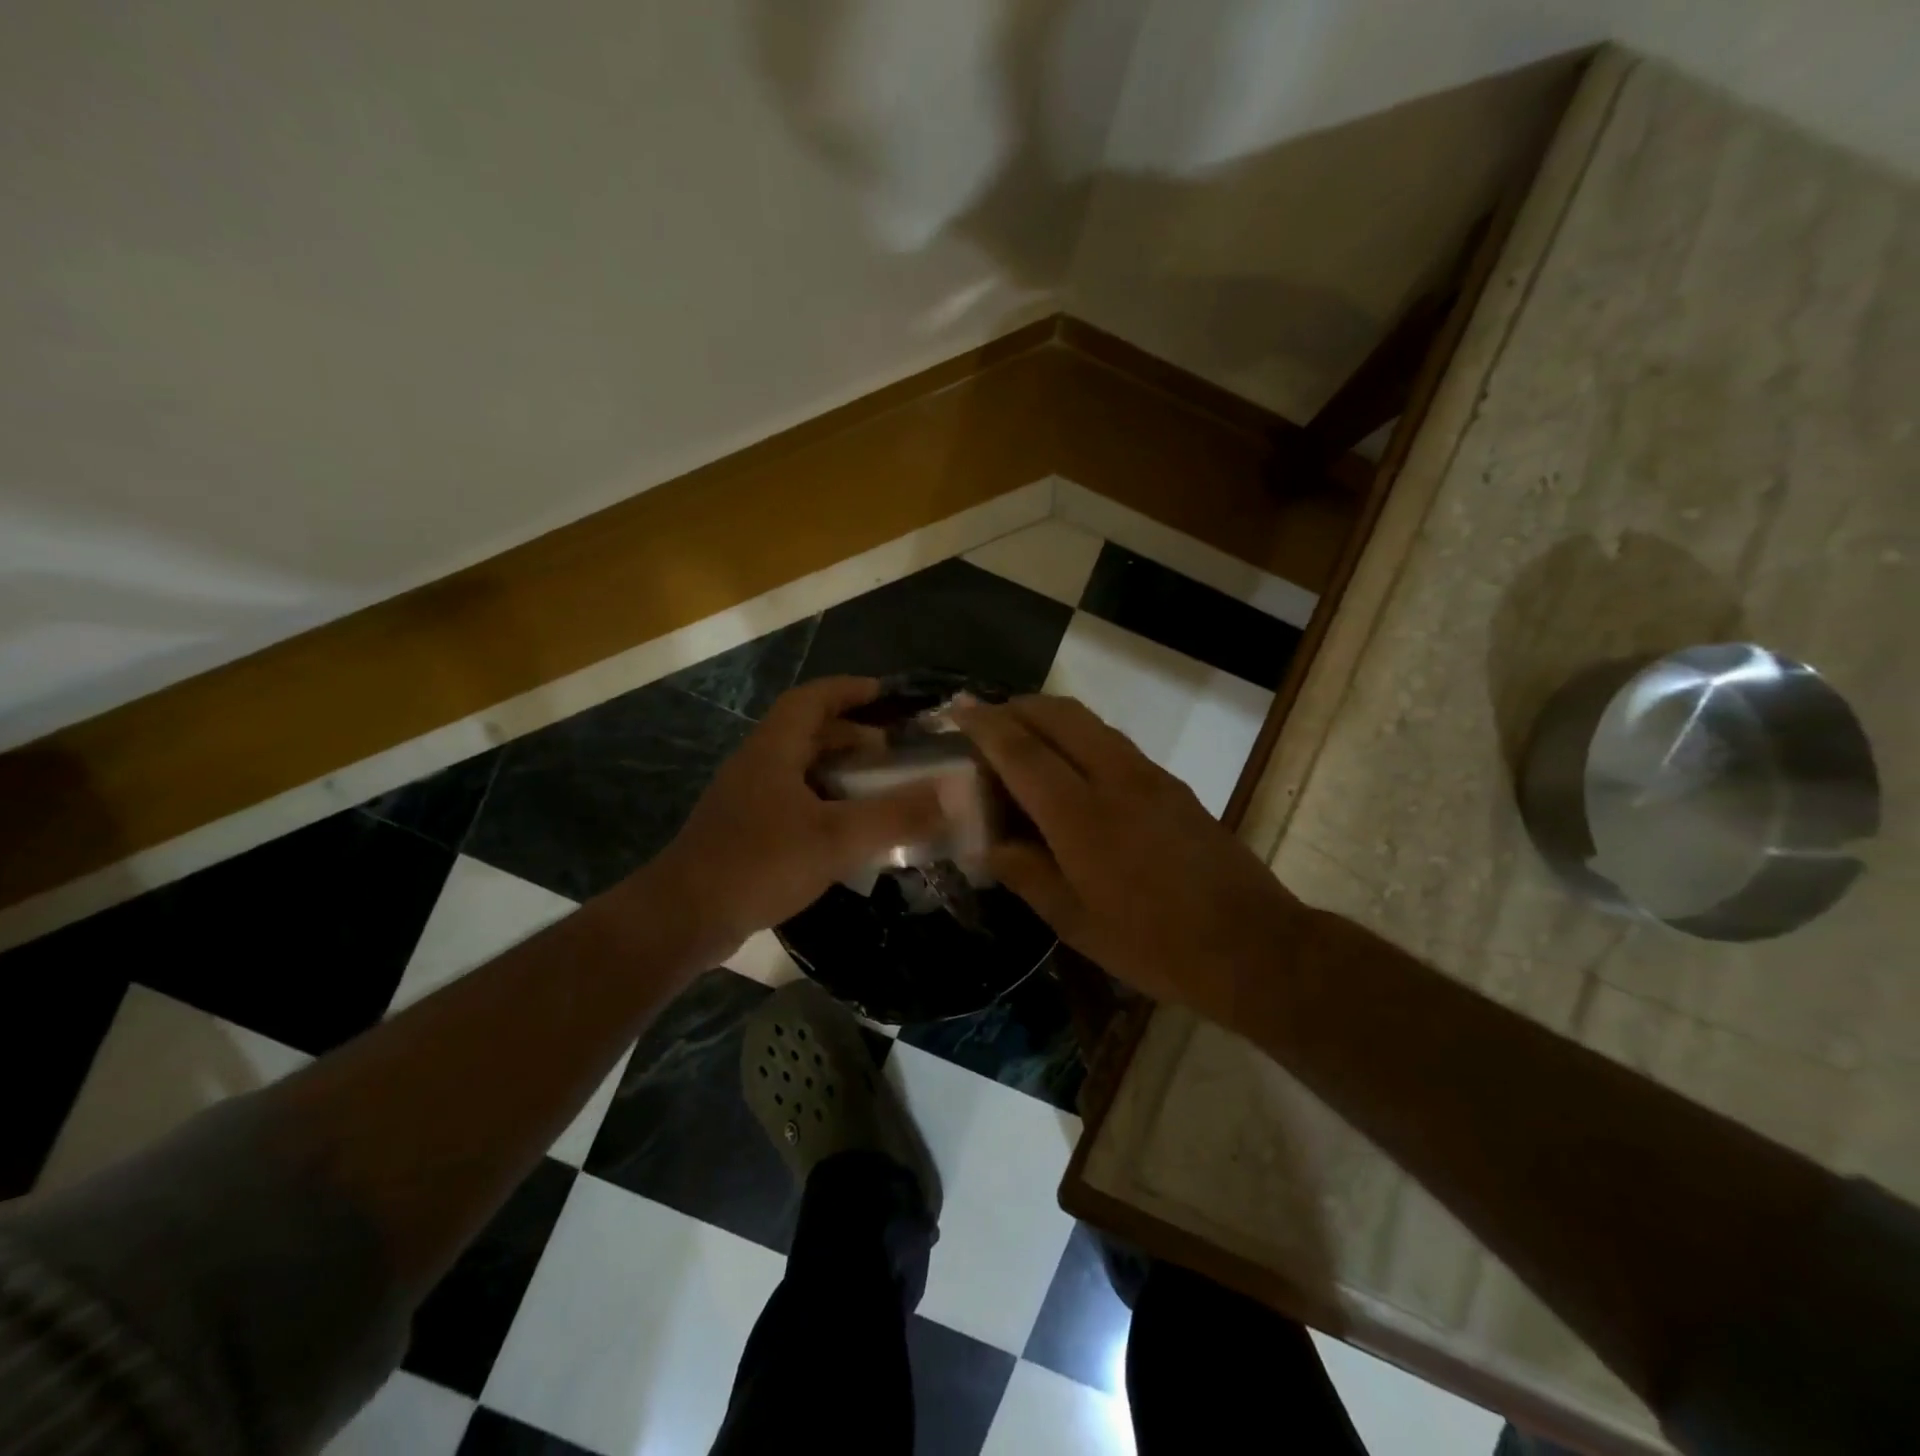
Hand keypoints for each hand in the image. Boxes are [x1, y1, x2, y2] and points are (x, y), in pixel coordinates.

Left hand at [650, 676, 944, 954]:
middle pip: (805, 733)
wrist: (683, 918)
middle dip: (850, 734)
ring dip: (836, 771)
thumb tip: (954, 793)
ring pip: (798, 769)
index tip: (885, 693)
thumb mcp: (836, 838)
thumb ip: (896, 815)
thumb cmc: (759, 864)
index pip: (811, 699)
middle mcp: (756, 765)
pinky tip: (843, 832)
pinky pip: (791, 801)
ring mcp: (745, 800)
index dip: (848, 690)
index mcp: (773, 750)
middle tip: (891, 750)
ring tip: (875, 789)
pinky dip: (822, 803)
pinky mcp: (742, 832)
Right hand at [954, 695, 1298, 1015]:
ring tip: (1020, 739)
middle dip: (1016, 707)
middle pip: (1058, 715)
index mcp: (1082, 816)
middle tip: (985, 722)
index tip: (957, 710)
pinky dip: (1078, 737)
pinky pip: (1112, 741)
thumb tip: (986, 845)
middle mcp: (1115, 778)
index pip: (1022, 751)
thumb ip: (1025, 874)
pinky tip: (1068, 770)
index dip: (985, 727)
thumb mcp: (1076, 922)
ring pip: (1089, 723)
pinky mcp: (1171, 784)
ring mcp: (1149, 776)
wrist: (1252, 945)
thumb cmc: (1154, 944)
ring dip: (1048, 718)